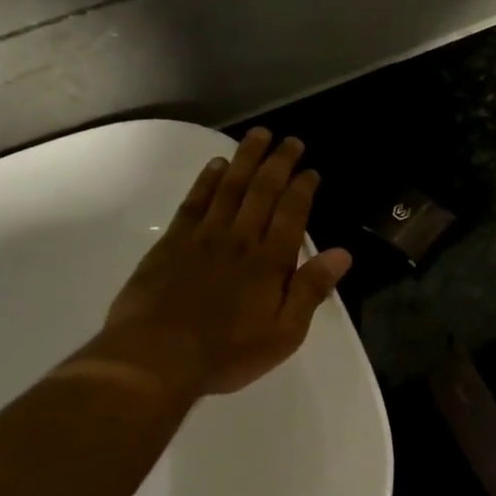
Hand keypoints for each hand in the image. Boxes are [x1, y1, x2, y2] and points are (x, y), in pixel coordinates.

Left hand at [88, 128, 352, 398]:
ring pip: (230, 188)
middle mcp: (239, 239)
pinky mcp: (172, 243)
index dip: (303, 189)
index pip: (291, 214)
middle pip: (262, 191)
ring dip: (245, 159)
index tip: (311, 170)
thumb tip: (342, 254)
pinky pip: (195, 202)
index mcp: (270, 262)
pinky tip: (217, 165)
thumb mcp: (284, 334)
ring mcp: (203, 237)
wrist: (153, 359)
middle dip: (279, 163)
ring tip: (258, 136)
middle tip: (290, 140)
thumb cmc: (226, 353)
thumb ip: (311, 291)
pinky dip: (207, 180)